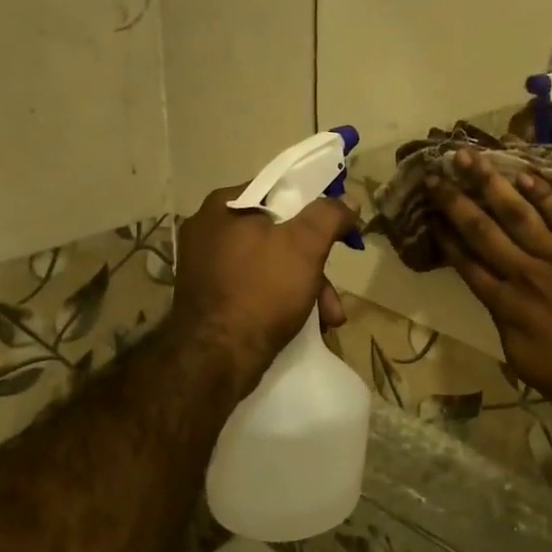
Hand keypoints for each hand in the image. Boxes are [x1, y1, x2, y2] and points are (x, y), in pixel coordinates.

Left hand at [172, 186, 356, 389]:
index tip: (340, 229)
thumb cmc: (261, 290)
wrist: (215, 360)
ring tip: (329, 317)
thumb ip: (329, 215)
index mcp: (224, 205)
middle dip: (314, 262)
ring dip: (305, 287)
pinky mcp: (207, 298)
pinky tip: (304, 323)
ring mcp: (205, 266)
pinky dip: (280, 300)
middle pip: (277, 233)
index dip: (315, 207)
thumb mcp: (305, 245)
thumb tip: (347, 199)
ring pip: (269, 264)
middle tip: (334, 289)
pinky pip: (254, 287)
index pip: (279, 191)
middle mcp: (208, 230)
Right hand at [427, 153, 551, 421]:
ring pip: (519, 214)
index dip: (446, 237)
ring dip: (490, 183)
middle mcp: (525, 276)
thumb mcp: (522, 359)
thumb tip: (495, 295)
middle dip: (455, 200)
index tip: (430, 214)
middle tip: (436, 172)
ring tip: (469, 156)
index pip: (467, 264)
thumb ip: (505, 321)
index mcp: (505, 306)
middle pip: (483, 231)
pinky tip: (523, 172)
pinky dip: (543, 193)